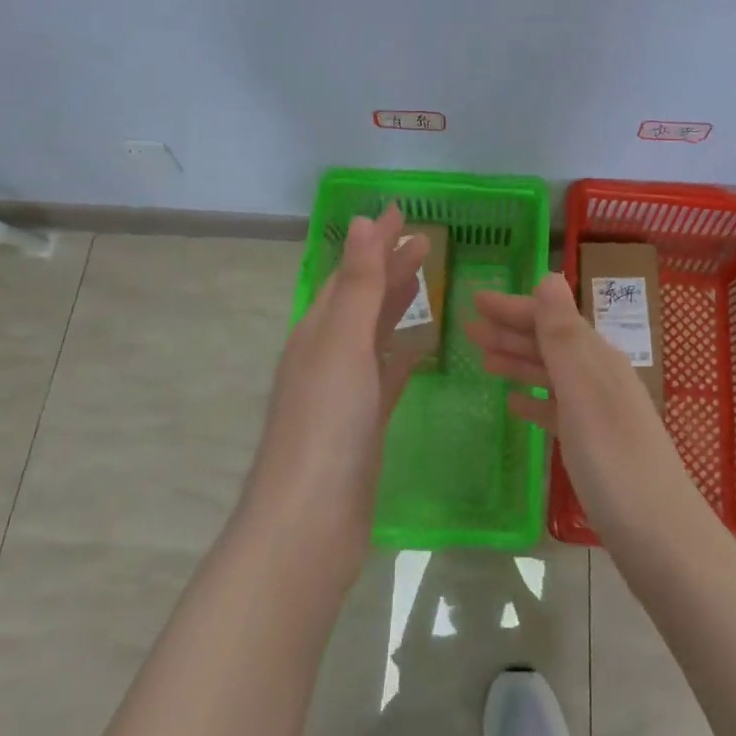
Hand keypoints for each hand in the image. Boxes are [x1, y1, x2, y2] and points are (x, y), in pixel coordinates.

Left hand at [242, 207, 427, 577]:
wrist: (309, 523)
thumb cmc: (326, 423)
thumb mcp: (342, 342)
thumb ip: (358, 283)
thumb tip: (362, 221)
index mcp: (317, 330)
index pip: (350, 272)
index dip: (376, 241)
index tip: (402, 212)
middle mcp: (327, 354)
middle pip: (363, 298)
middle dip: (390, 266)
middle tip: (426, 240)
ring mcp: (345, 391)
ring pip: (375, 333)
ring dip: (397, 303)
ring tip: (426, 279)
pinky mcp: (364, 423)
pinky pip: (386, 374)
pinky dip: (402, 353)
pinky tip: (421, 346)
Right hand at [466, 273, 698, 545]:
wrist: (659, 538)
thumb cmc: (614, 461)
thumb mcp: (582, 391)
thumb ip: (562, 335)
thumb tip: (549, 276)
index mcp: (597, 358)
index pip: (550, 318)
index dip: (514, 307)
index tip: (476, 299)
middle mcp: (599, 377)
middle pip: (549, 343)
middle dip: (510, 331)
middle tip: (469, 326)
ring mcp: (598, 413)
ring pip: (550, 374)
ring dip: (518, 362)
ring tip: (483, 358)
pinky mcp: (594, 446)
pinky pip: (557, 409)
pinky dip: (534, 401)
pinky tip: (514, 405)